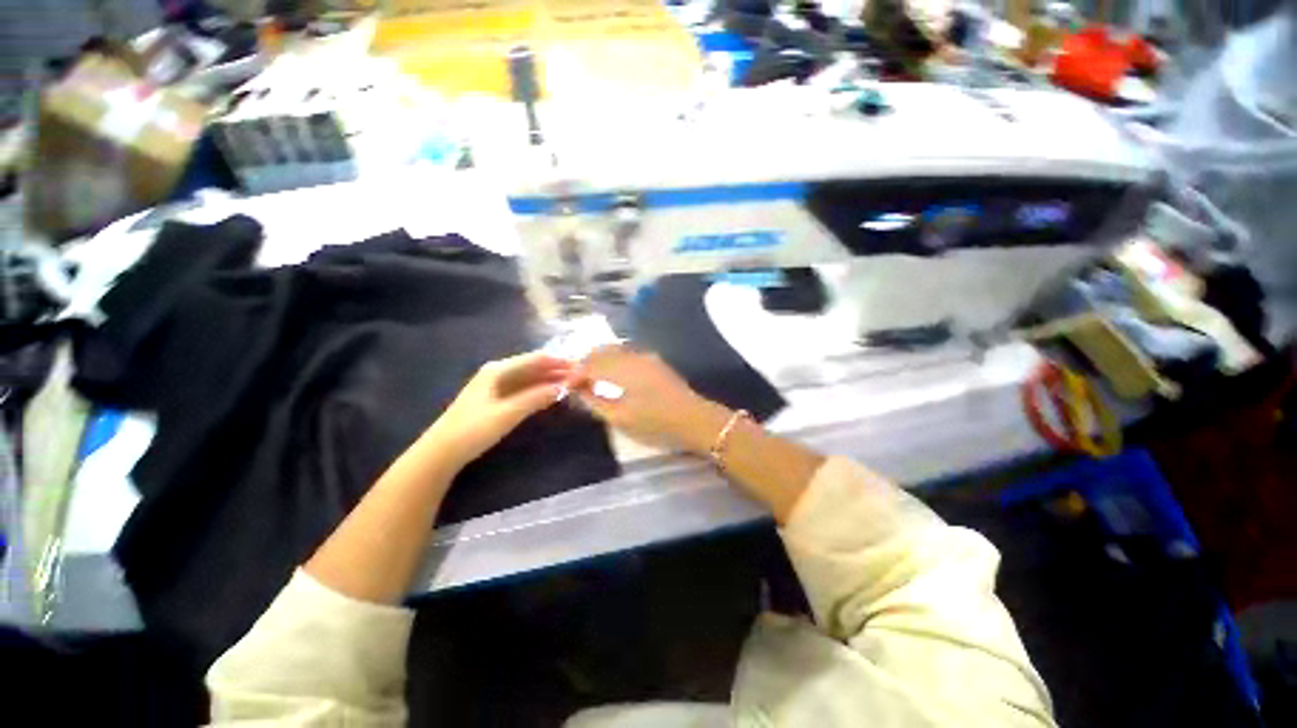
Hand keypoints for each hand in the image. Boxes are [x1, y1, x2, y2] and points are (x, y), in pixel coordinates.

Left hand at [425, 351, 570, 469]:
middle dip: (556, 370)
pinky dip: (539, 390)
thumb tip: (563, 387)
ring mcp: (496, 385)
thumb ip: (535, 398)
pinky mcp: (496, 398)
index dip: (558, 361)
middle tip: (580, 376)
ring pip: (530, 378)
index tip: (579, 366)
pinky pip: (524, 389)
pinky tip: (551, 395)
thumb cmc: (473, 429)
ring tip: (571, 384)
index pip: (535, 359)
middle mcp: (498, 372)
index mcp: (498, 370)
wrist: (443, 451)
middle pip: (533, 366)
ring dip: (549, 380)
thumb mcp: (507, 413)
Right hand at [570, 345, 729, 452]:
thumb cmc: (656, 423)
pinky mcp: (654, 361)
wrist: (694, 419)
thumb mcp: (621, 418)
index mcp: (623, 369)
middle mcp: (633, 356)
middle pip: (601, 351)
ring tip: (590, 376)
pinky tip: (612, 373)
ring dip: (599, 359)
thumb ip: (595, 402)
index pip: (591, 364)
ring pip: (614, 349)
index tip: (567, 386)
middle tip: (576, 379)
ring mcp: (646, 356)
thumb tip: (579, 390)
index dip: (576, 373)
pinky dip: (613, 360)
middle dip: (585, 362)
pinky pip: (626, 353)